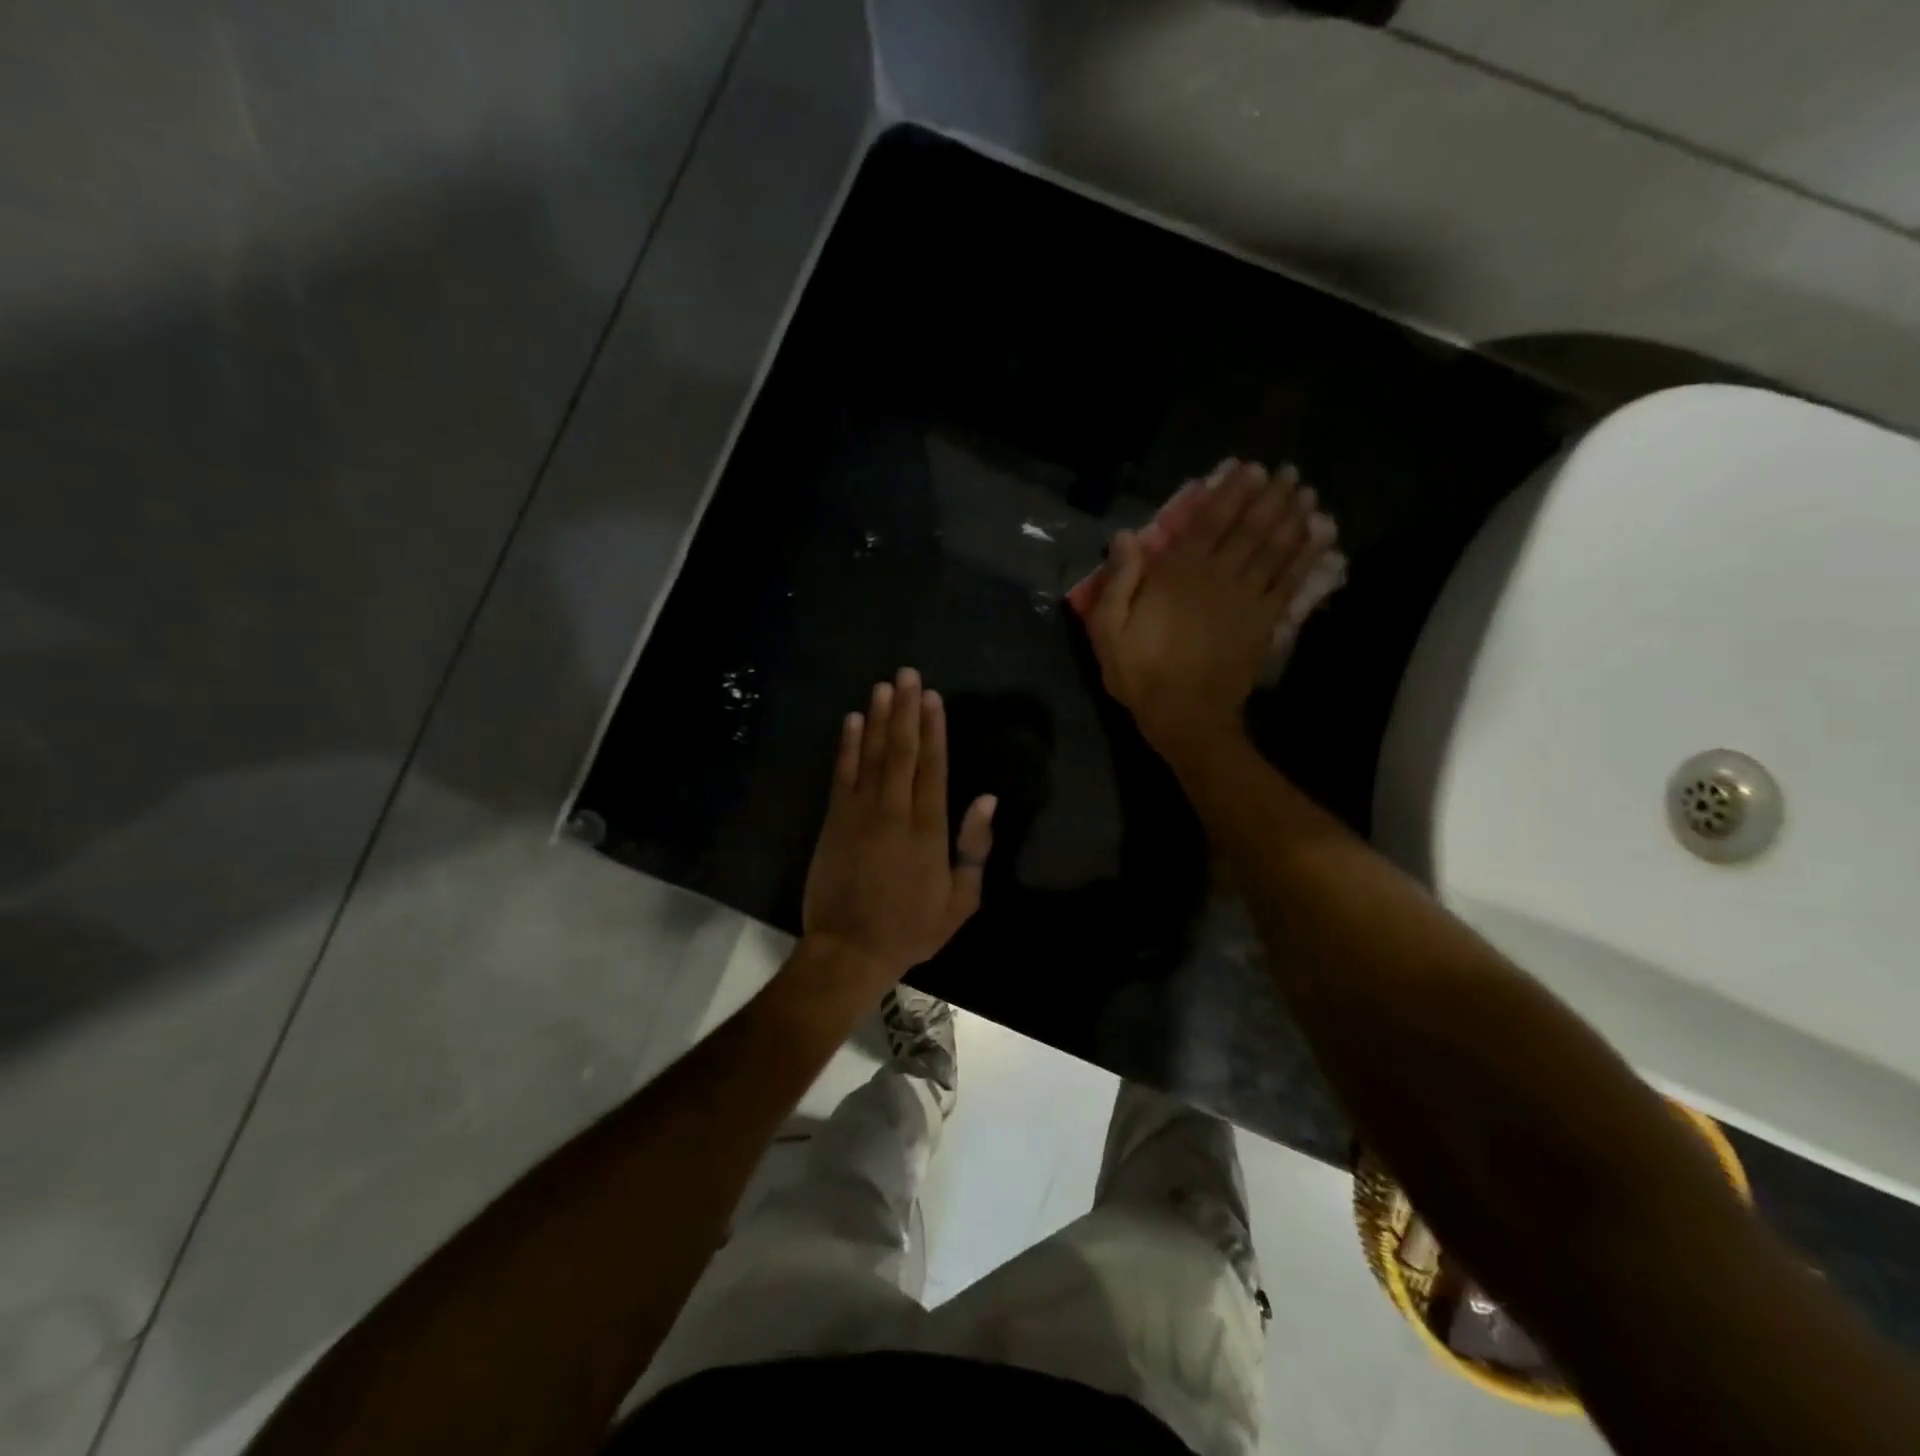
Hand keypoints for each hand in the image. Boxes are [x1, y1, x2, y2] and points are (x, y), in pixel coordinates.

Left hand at [801, 668, 996, 983]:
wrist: (849, 949)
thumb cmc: (911, 928)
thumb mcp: (960, 900)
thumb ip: (974, 848)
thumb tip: (987, 799)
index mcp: (930, 829)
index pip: (934, 767)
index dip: (934, 729)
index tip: (934, 697)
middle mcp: (896, 811)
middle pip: (902, 750)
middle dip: (906, 710)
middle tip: (908, 674)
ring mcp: (861, 813)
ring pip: (872, 755)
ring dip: (878, 718)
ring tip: (883, 686)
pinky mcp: (834, 820)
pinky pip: (842, 774)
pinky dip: (847, 745)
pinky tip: (852, 720)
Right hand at [1088, 461, 1323, 762]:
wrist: (1187, 716)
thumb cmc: (1142, 674)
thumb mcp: (1109, 631)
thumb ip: (1118, 582)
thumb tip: (1126, 536)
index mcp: (1178, 574)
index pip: (1209, 522)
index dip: (1231, 493)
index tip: (1248, 469)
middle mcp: (1219, 576)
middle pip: (1250, 527)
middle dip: (1270, 496)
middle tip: (1287, 472)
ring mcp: (1248, 598)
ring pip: (1276, 548)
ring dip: (1293, 517)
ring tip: (1307, 493)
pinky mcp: (1266, 621)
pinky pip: (1291, 580)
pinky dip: (1307, 556)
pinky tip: (1321, 537)